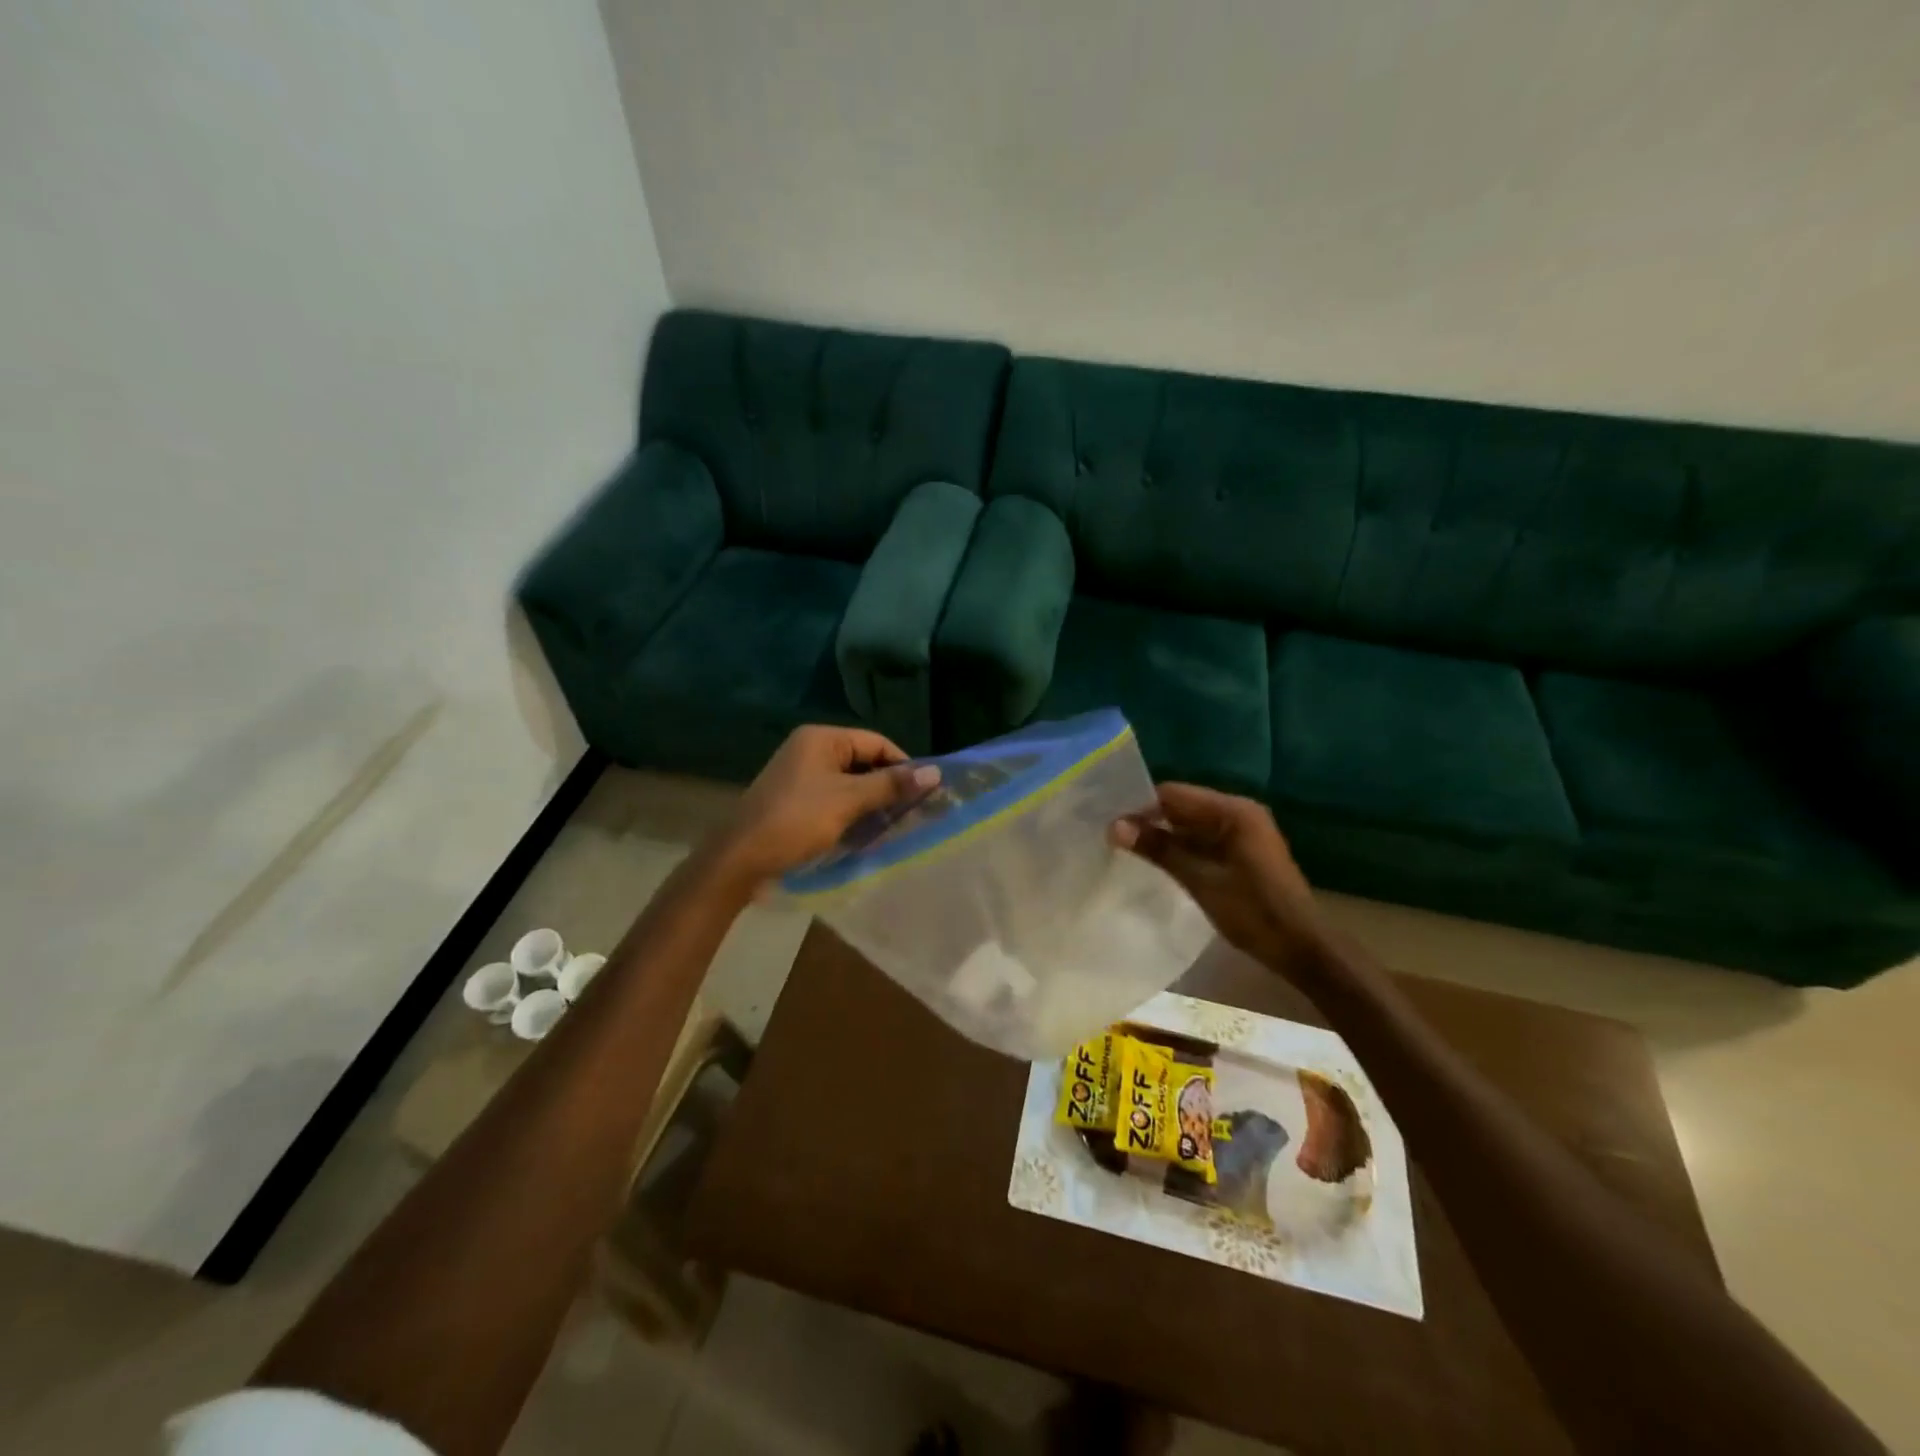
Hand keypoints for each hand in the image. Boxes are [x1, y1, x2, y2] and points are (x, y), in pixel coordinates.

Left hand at [714, 725, 939, 889]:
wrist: (740, 859)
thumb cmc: (797, 821)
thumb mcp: (849, 801)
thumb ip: (891, 785)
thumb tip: (935, 773)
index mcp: (821, 738)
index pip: (876, 743)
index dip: (903, 765)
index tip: (924, 793)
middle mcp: (810, 749)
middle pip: (863, 761)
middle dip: (887, 785)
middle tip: (912, 812)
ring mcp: (800, 774)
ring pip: (850, 782)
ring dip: (871, 801)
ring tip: (893, 824)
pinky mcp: (795, 799)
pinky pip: (834, 797)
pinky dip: (852, 811)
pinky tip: (865, 831)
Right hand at [1111, 783, 1323, 969]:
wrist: (1302, 948)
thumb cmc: (1253, 912)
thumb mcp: (1200, 880)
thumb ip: (1159, 849)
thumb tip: (1114, 827)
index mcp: (1233, 811)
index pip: (1173, 794)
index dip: (1140, 807)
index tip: (1109, 824)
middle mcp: (1239, 812)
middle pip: (1181, 806)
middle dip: (1149, 820)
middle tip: (1112, 837)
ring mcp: (1242, 831)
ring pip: (1190, 824)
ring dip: (1163, 835)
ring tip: (1127, 848)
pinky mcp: (1242, 851)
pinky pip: (1203, 839)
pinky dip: (1181, 847)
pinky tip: (1157, 861)